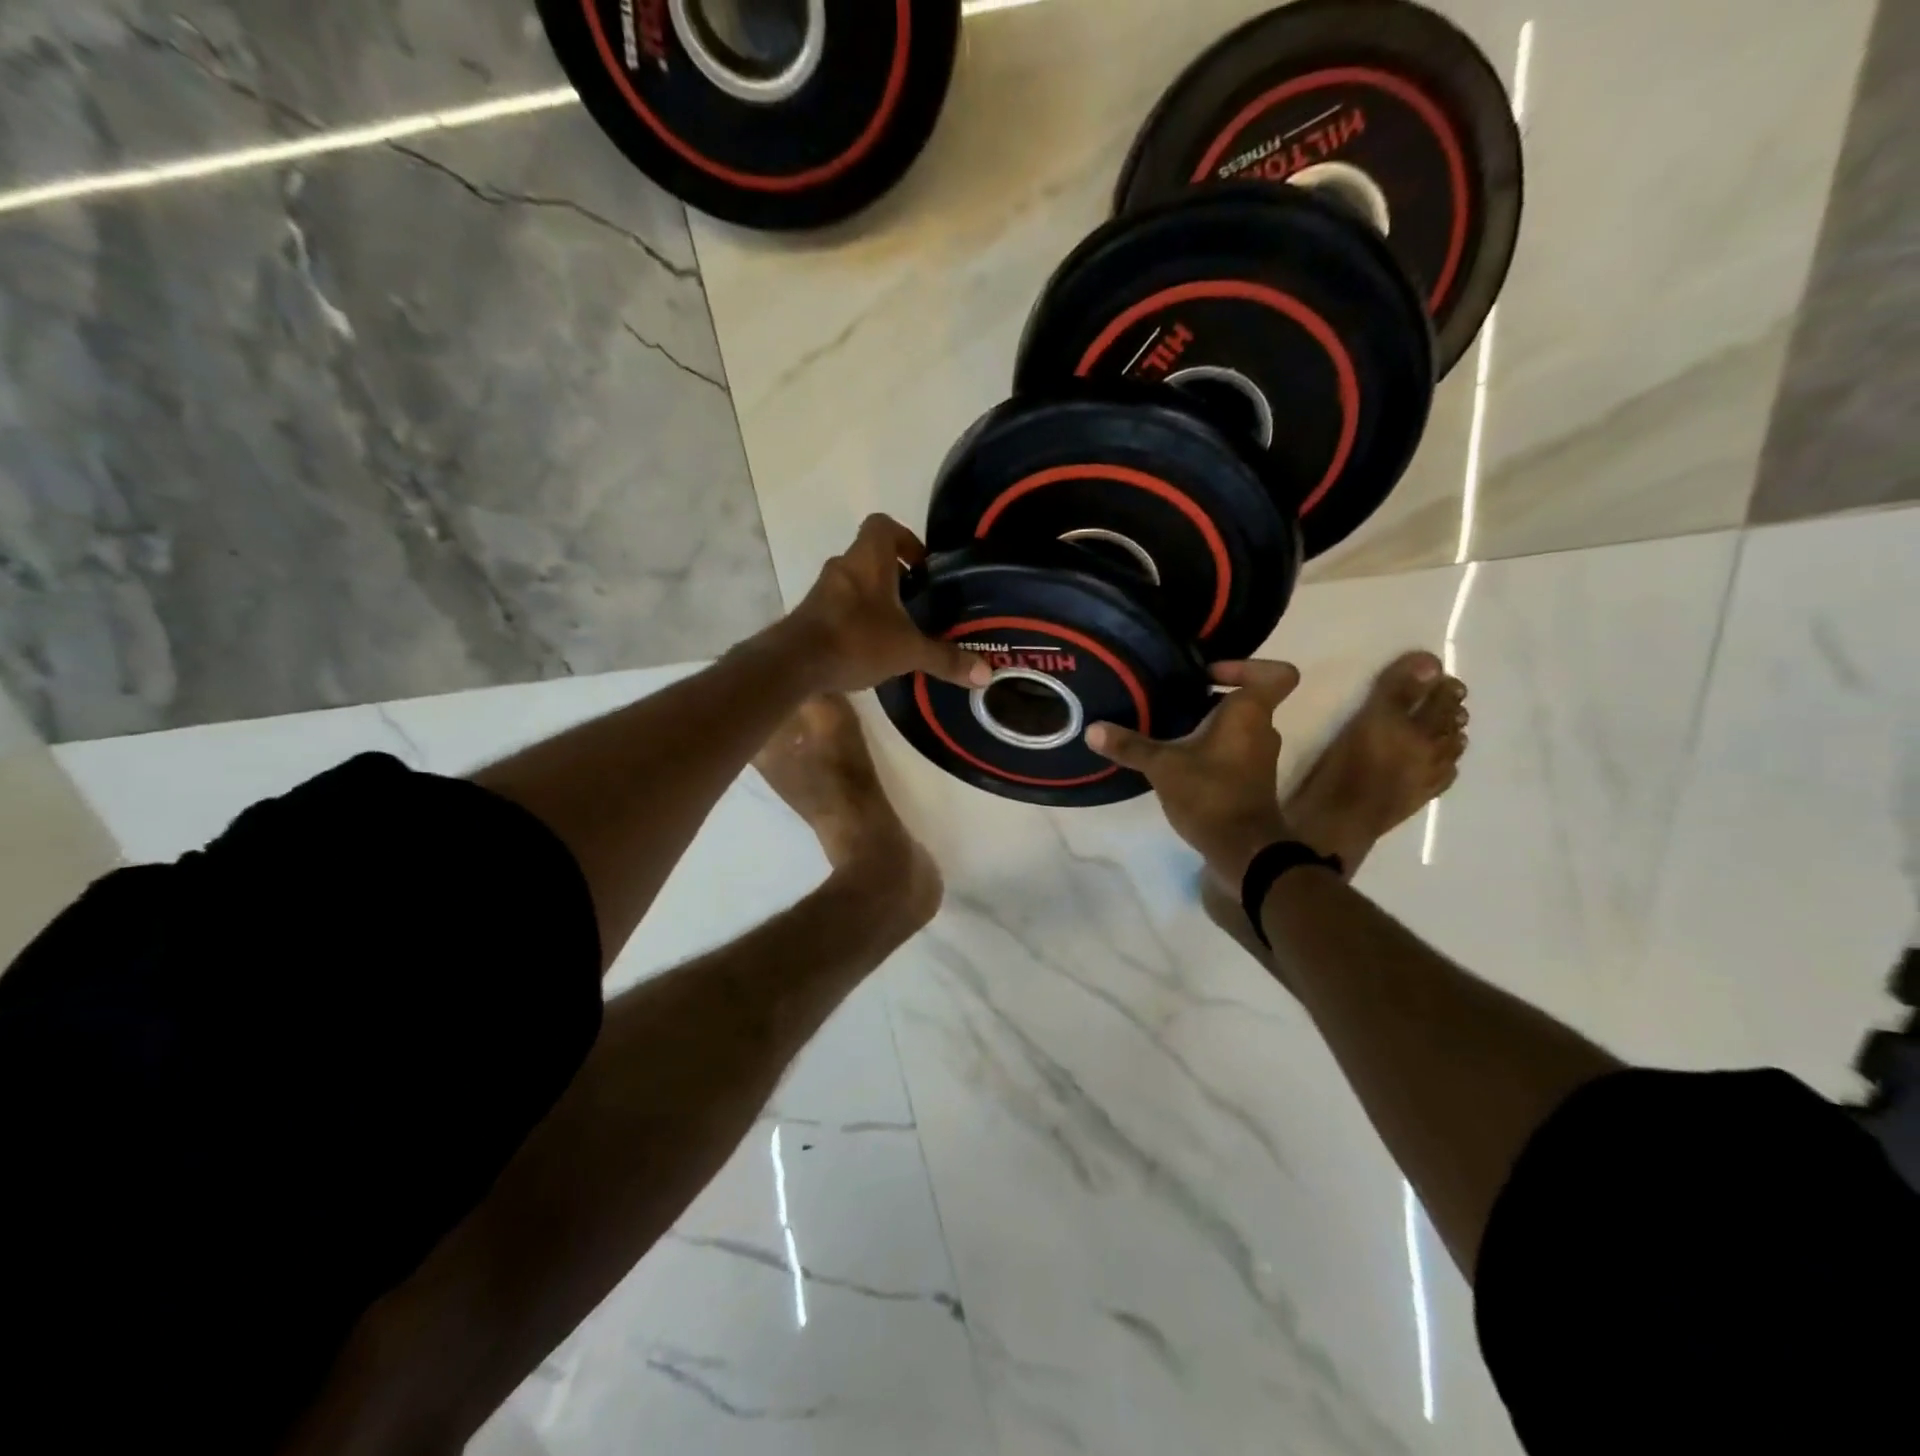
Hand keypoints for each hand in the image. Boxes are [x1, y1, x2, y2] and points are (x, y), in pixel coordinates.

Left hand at [787, 515, 991, 694]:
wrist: (795, 664)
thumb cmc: (856, 640)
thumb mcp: (908, 650)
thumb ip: (945, 659)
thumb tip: (986, 674)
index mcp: (868, 559)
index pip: (883, 525)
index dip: (904, 539)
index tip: (921, 567)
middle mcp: (843, 566)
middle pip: (870, 555)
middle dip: (894, 574)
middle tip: (916, 601)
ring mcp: (823, 590)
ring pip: (854, 582)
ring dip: (874, 597)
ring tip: (897, 627)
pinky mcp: (810, 614)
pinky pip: (839, 606)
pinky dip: (856, 618)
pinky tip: (871, 646)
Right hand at [1086, 660, 1302, 883]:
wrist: (1243, 851)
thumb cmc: (1211, 794)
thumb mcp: (1163, 766)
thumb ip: (1130, 746)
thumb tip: (1092, 730)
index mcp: (1250, 713)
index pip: (1276, 674)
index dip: (1246, 667)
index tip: (1208, 675)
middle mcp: (1262, 729)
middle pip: (1245, 699)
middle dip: (1209, 697)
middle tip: (1170, 699)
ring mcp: (1259, 757)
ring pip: (1236, 726)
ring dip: (1206, 725)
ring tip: (1166, 728)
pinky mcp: (1250, 780)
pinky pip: (1231, 750)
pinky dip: (1208, 749)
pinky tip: (1176, 759)